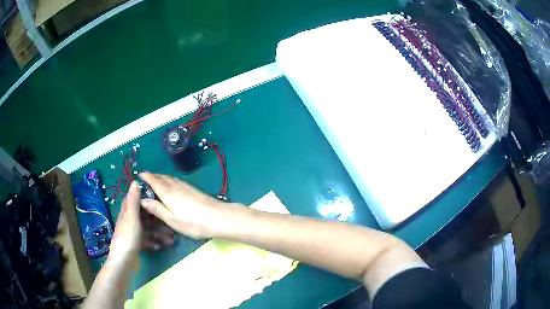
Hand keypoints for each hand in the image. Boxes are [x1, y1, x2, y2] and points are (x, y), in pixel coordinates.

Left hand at [109, 182, 174, 265]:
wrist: (124, 260)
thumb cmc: (128, 236)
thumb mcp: (132, 216)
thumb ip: (134, 200)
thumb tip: (135, 181)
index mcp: (127, 212)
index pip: (134, 200)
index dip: (143, 197)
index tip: (156, 196)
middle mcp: (129, 221)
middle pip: (143, 216)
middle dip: (156, 219)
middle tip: (169, 221)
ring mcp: (132, 234)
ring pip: (147, 229)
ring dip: (158, 233)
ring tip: (170, 239)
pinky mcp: (136, 245)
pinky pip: (146, 240)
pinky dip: (153, 242)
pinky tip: (160, 246)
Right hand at [139, 172, 224, 238]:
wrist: (218, 217)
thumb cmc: (193, 222)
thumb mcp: (172, 220)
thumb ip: (157, 209)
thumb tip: (142, 199)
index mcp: (168, 193)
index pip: (154, 180)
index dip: (146, 176)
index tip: (139, 174)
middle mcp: (175, 186)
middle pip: (162, 177)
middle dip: (153, 176)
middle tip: (145, 178)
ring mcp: (186, 186)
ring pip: (170, 178)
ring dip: (161, 177)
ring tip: (155, 181)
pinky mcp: (193, 189)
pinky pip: (176, 181)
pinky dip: (169, 180)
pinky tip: (171, 186)